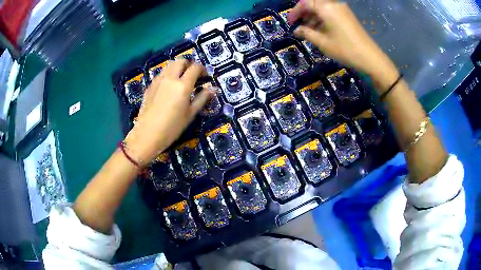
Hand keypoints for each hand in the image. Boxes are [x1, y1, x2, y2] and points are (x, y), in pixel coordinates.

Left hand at [124, 60, 215, 164]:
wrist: (147, 135)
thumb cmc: (172, 127)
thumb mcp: (190, 114)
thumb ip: (202, 98)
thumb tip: (213, 89)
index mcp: (183, 85)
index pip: (195, 68)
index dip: (202, 69)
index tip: (205, 76)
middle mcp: (170, 78)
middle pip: (181, 61)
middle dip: (189, 64)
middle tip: (192, 75)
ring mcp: (158, 81)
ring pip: (169, 65)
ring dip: (177, 67)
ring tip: (180, 79)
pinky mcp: (150, 86)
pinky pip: (161, 74)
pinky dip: (168, 74)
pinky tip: (168, 87)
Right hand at [288, 0, 397, 85]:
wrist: (370, 57)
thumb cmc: (344, 49)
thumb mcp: (322, 42)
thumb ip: (306, 33)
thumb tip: (297, 30)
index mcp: (326, 8)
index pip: (305, 3)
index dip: (295, 12)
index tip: (290, 22)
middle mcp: (334, 4)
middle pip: (314, 4)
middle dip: (304, 13)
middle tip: (299, 26)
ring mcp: (342, 9)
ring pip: (323, 8)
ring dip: (313, 16)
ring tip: (309, 30)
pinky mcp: (348, 15)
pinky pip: (331, 12)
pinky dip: (323, 18)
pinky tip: (321, 30)